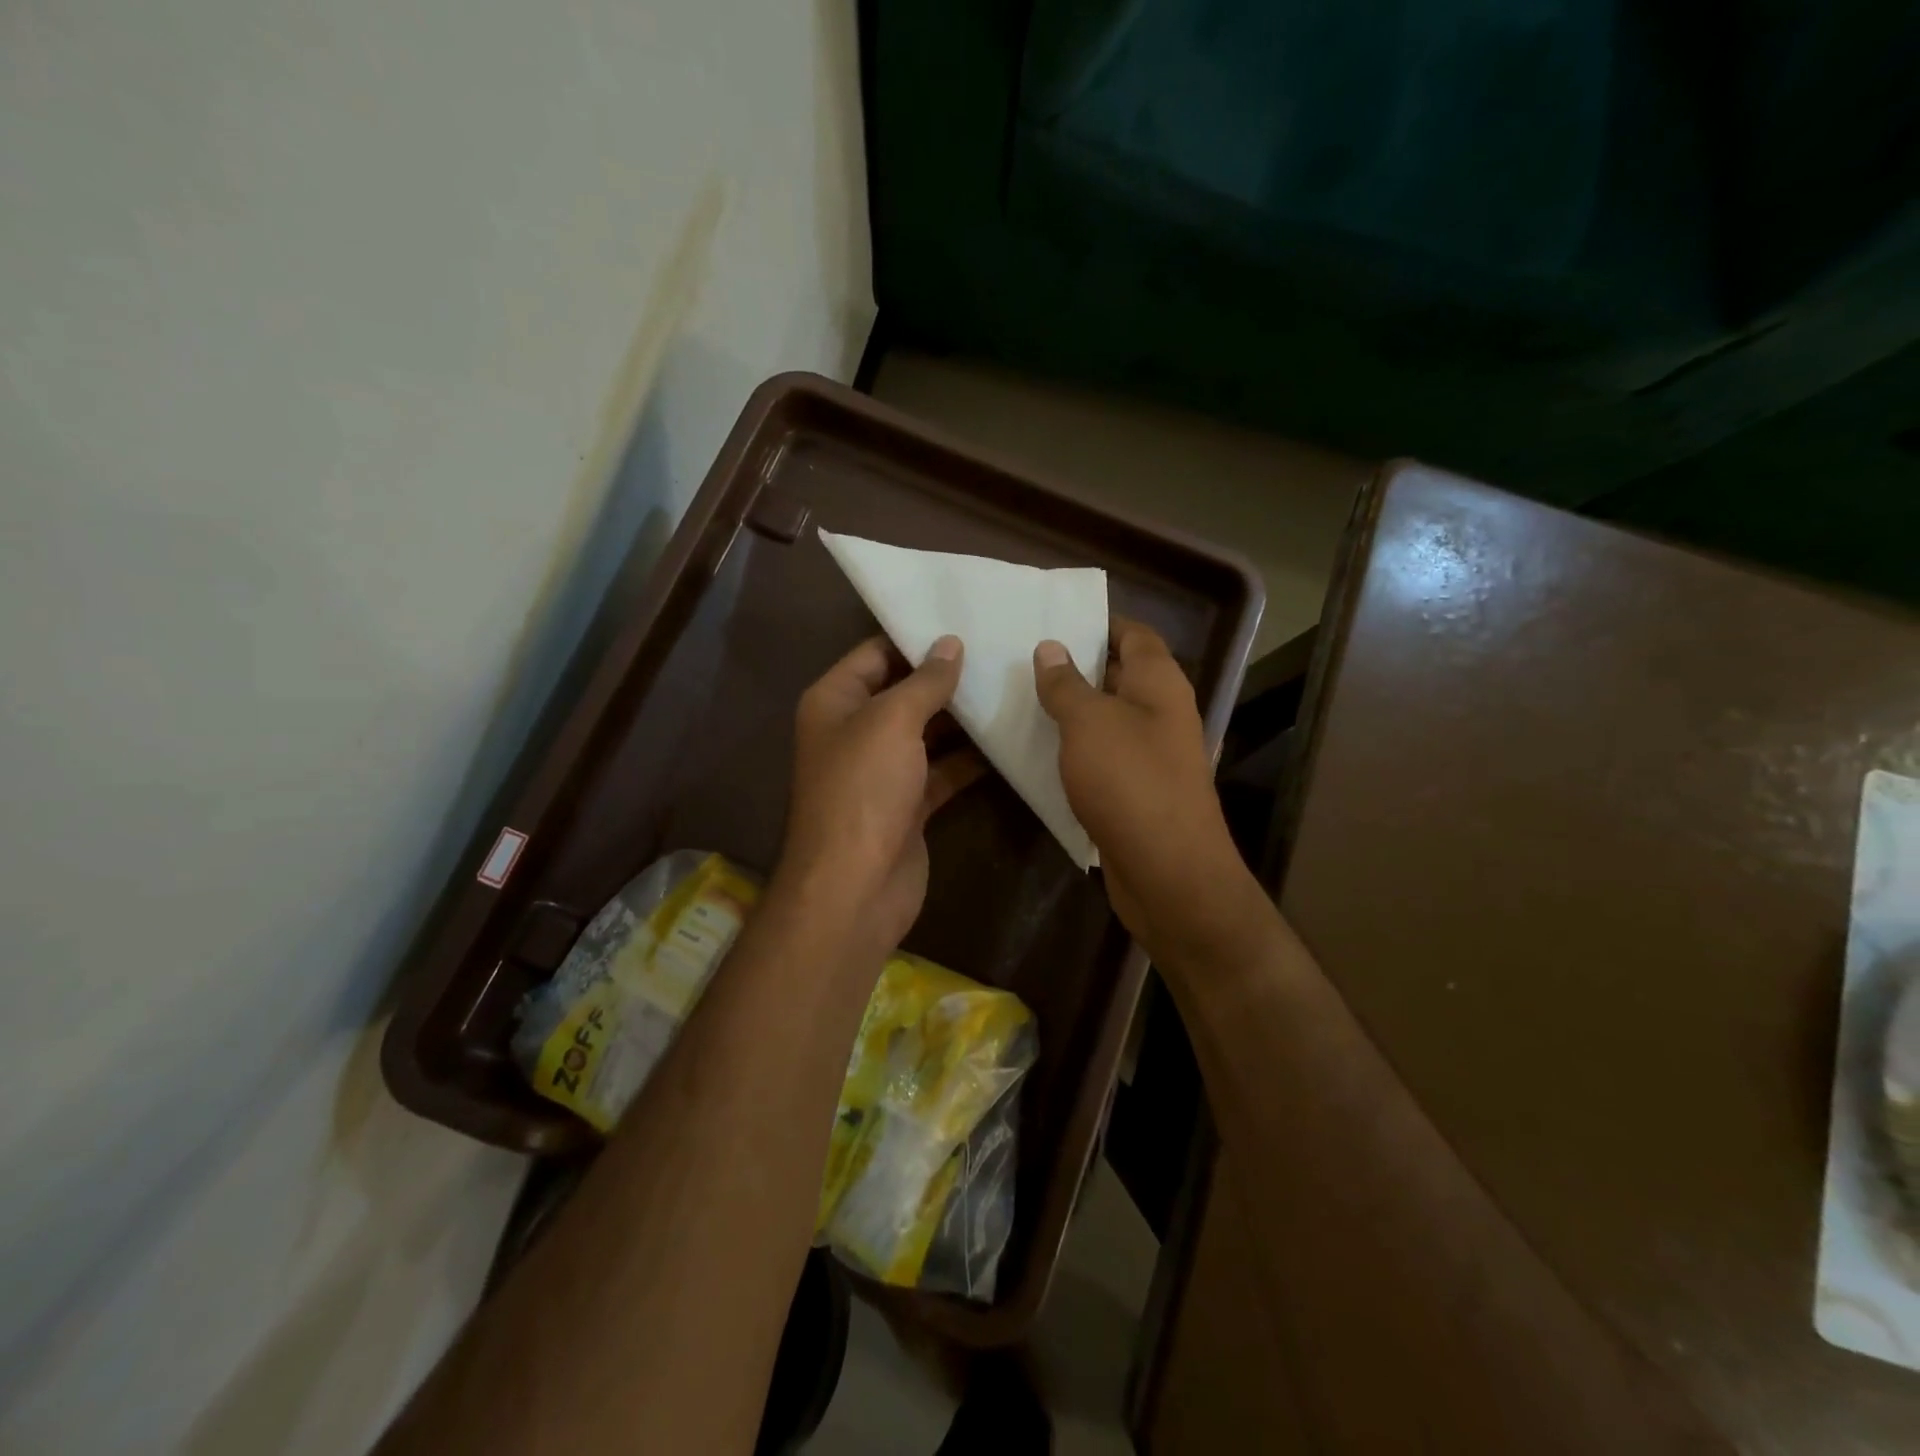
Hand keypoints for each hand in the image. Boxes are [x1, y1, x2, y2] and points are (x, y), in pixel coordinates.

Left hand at [776, 634, 979, 965]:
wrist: (854, 887)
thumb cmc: (863, 789)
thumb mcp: (892, 721)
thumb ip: (924, 681)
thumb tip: (950, 645)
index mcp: (835, 701)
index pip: (875, 653)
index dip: (916, 638)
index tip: (965, 622)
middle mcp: (855, 731)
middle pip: (904, 692)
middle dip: (947, 677)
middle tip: (1000, 652)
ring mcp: (882, 770)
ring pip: (927, 733)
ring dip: (963, 718)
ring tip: (1012, 687)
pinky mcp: (908, 804)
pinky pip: (942, 771)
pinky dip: (970, 759)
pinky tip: (1008, 741)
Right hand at [1034, 619, 1267, 961]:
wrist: (1167, 871)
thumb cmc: (1130, 781)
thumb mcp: (1089, 722)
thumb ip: (1066, 683)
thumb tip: (1050, 648)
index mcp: (1159, 683)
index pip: (1133, 633)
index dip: (1097, 623)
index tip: (1051, 619)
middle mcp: (1161, 712)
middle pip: (1119, 674)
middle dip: (1074, 665)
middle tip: (1021, 656)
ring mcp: (1151, 754)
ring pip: (1107, 718)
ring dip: (1070, 710)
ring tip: (1019, 696)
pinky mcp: (1136, 790)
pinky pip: (1102, 756)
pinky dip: (1074, 748)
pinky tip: (1037, 749)